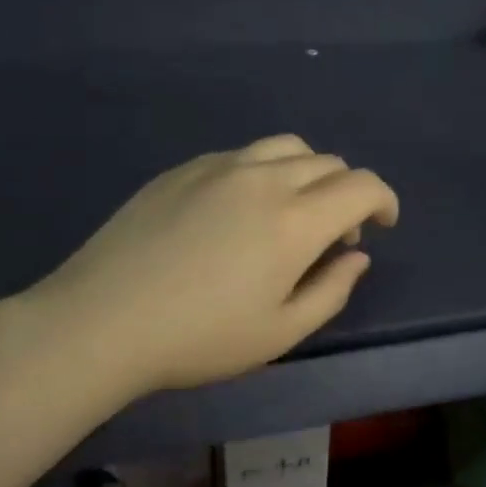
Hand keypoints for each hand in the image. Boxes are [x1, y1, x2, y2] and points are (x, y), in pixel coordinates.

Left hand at [26, 136, 398, 395]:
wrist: (102, 321)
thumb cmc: (199, 338)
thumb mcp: (280, 333)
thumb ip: (332, 290)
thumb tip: (356, 256)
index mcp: (295, 220)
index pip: (361, 186)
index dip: (383, 201)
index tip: (381, 225)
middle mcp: (263, 179)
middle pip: (327, 162)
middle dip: (347, 193)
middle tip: (334, 236)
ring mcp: (219, 167)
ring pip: (286, 147)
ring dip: (308, 173)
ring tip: (293, 211)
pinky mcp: (183, 169)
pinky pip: (243, 155)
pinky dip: (265, 172)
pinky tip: (241, 211)